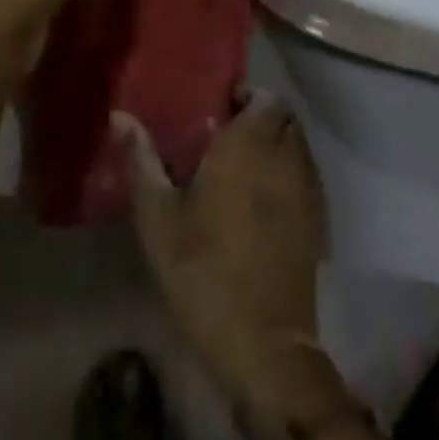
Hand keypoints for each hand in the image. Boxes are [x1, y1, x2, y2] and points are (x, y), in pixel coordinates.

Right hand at [122, 95, 349, 430]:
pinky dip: (289, 173)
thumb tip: (120, 115)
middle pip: (284, 118)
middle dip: (261, 117)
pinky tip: (262, 200)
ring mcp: (307, 190)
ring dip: (276, 143)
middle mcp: (285, 158)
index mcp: (249, 146)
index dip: (247, 96)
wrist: (263, 343)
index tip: (221, 108)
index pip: (265, 97)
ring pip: (298, 146)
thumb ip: (141, 159)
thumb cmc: (203, 270)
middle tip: (227, 135)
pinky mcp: (318, 222)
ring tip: (243, 165)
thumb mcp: (158, 216)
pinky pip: (306, 177)